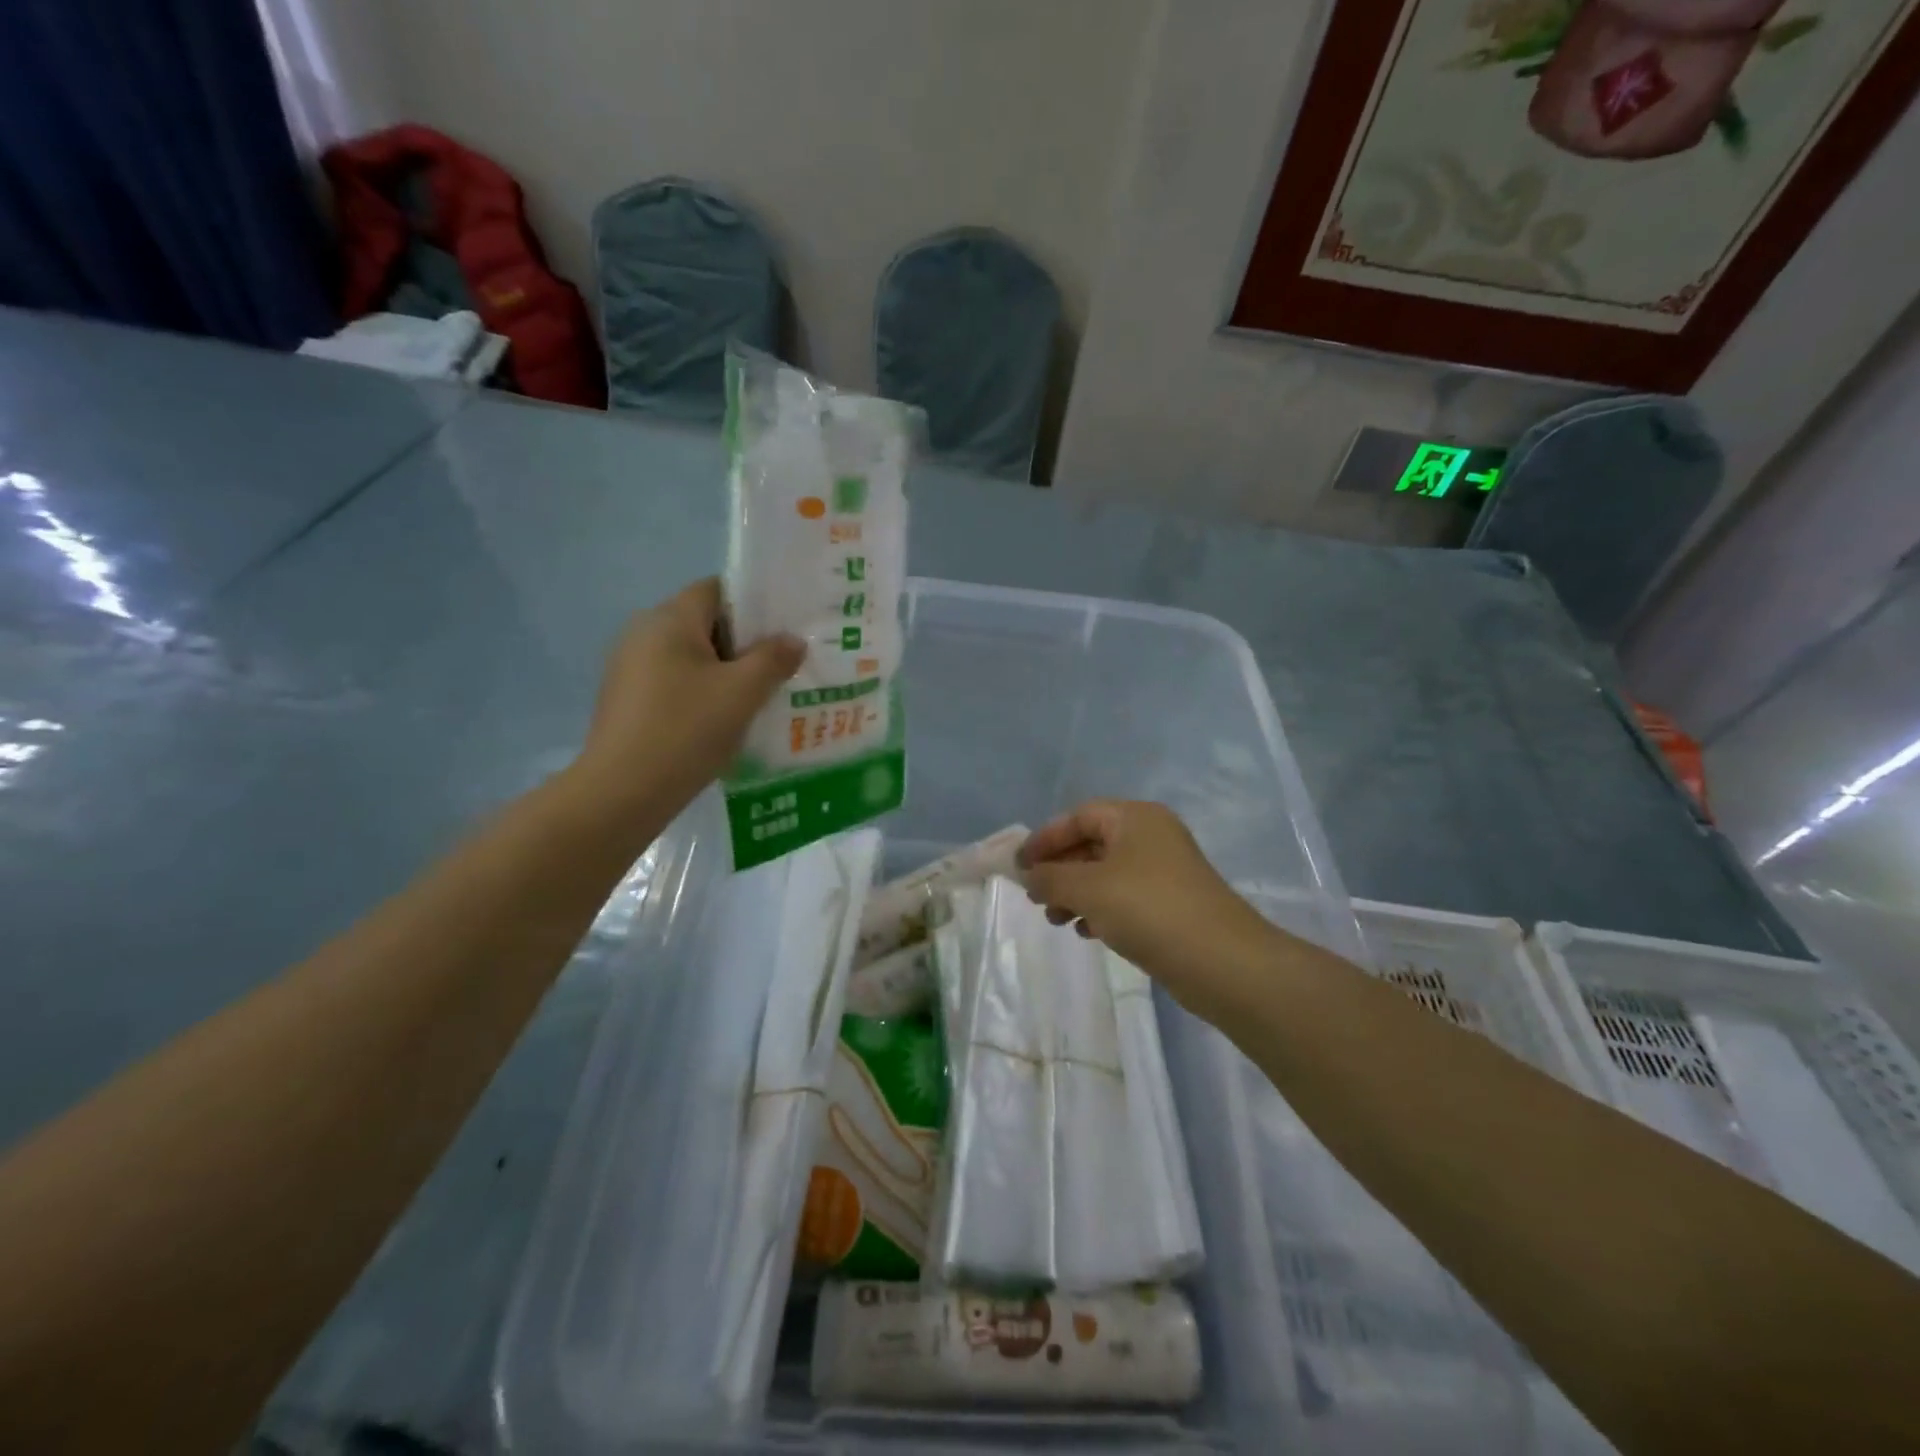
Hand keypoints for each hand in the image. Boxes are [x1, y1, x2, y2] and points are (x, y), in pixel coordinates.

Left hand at [573, 578, 803, 815]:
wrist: (623, 792)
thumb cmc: (687, 729)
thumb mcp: (743, 692)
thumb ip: (774, 659)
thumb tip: (793, 640)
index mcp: (670, 619)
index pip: (717, 589)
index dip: (754, 605)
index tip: (784, 631)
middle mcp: (643, 633)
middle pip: (704, 624)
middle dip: (744, 644)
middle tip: (781, 668)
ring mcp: (629, 668)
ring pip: (691, 657)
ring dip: (724, 673)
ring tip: (759, 698)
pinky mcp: (626, 700)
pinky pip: (674, 683)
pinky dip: (701, 694)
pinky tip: (723, 722)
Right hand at [1019, 800, 1273, 1012]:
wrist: (1221, 961)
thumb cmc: (1148, 909)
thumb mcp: (1088, 888)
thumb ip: (1050, 878)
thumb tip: (1029, 877)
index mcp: (1135, 818)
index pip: (1078, 816)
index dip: (1045, 838)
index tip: (1019, 866)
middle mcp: (1151, 836)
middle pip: (1092, 843)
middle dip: (1059, 869)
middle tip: (1035, 896)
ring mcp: (1164, 871)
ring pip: (1106, 873)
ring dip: (1075, 893)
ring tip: (1056, 920)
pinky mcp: (1171, 904)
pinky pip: (1124, 897)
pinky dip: (1100, 909)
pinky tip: (1086, 932)